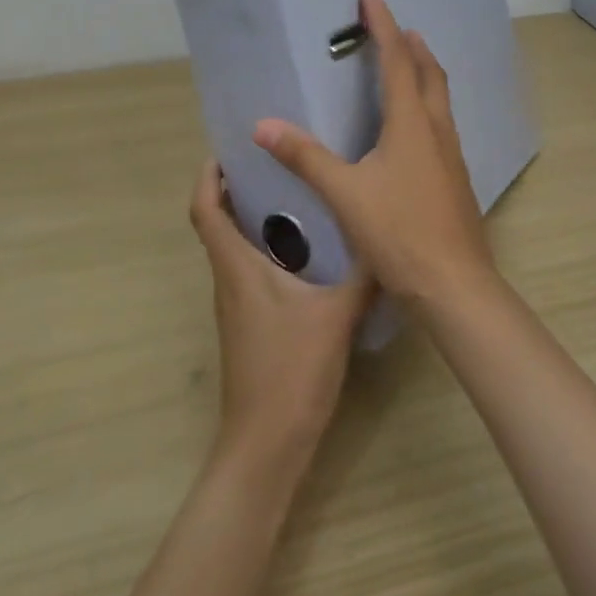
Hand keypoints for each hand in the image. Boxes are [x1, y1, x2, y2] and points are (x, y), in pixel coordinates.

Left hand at [189, 159, 372, 466]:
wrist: (266, 445)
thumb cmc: (292, 370)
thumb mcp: (336, 316)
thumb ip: (364, 275)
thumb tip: (390, 241)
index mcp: (237, 268)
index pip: (205, 211)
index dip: (208, 176)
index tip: (227, 150)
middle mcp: (229, 280)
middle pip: (218, 224)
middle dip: (237, 189)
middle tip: (277, 162)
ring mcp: (237, 306)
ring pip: (236, 249)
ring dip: (254, 219)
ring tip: (298, 195)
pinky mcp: (250, 325)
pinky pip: (251, 272)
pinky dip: (269, 249)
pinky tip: (310, 251)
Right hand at [253, 0, 494, 309]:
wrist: (453, 284)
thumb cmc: (399, 233)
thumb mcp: (345, 194)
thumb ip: (305, 157)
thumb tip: (263, 124)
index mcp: (412, 123)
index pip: (397, 59)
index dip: (383, 24)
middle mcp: (437, 130)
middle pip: (429, 73)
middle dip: (412, 45)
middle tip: (394, 28)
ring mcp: (451, 155)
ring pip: (439, 99)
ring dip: (424, 74)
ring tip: (405, 65)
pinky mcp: (454, 178)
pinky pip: (440, 125)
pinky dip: (426, 106)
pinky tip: (411, 130)